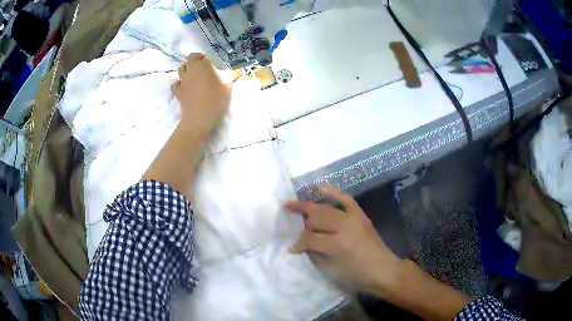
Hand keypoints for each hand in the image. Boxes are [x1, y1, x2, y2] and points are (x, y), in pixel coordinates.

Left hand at [172, 53, 231, 136]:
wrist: (200, 118)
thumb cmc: (216, 99)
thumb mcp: (228, 87)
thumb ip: (231, 77)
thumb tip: (237, 72)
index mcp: (203, 65)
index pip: (200, 55)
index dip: (203, 58)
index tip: (209, 63)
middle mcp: (191, 70)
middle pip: (189, 60)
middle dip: (194, 61)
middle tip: (201, 68)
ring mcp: (182, 81)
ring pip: (181, 69)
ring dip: (186, 70)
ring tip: (193, 76)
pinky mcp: (178, 92)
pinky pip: (176, 84)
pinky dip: (180, 84)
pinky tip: (185, 88)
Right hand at [285, 186, 404, 294]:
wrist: (383, 270)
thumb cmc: (357, 275)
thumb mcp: (332, 270)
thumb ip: (315, 254)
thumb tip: (302, 244)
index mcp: (338, 244)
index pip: (310, 238)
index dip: (298, 244)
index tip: (291, 249)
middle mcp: (345, 226)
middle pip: (317, 218)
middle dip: (303, 224)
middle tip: (294, 229)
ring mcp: (354, 218)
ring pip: (327, 208)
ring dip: (310, 207)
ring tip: (294, 206)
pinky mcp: (361, 215)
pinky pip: (346, 199)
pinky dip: (332, 192)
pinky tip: (319, 188)